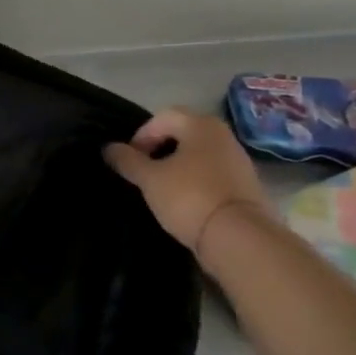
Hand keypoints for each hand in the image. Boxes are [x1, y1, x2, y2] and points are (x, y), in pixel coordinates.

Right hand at [103, 108, 274, 256]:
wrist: (239, 237)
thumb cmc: (189, 198)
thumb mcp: (149, 179)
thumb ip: (127, 160)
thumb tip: (109, 148)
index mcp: (200, 125)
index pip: (163, 117)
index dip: (141, 135)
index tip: (130, 160)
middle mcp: (223, 135)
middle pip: (183, 133)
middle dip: (159, 149)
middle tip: (143, 172)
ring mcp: (238, 160)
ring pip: (198, 154)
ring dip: (177, 165)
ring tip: (161, 188)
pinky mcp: (246, 184)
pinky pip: (212, 173)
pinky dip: (195, 180)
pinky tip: (185, 201)